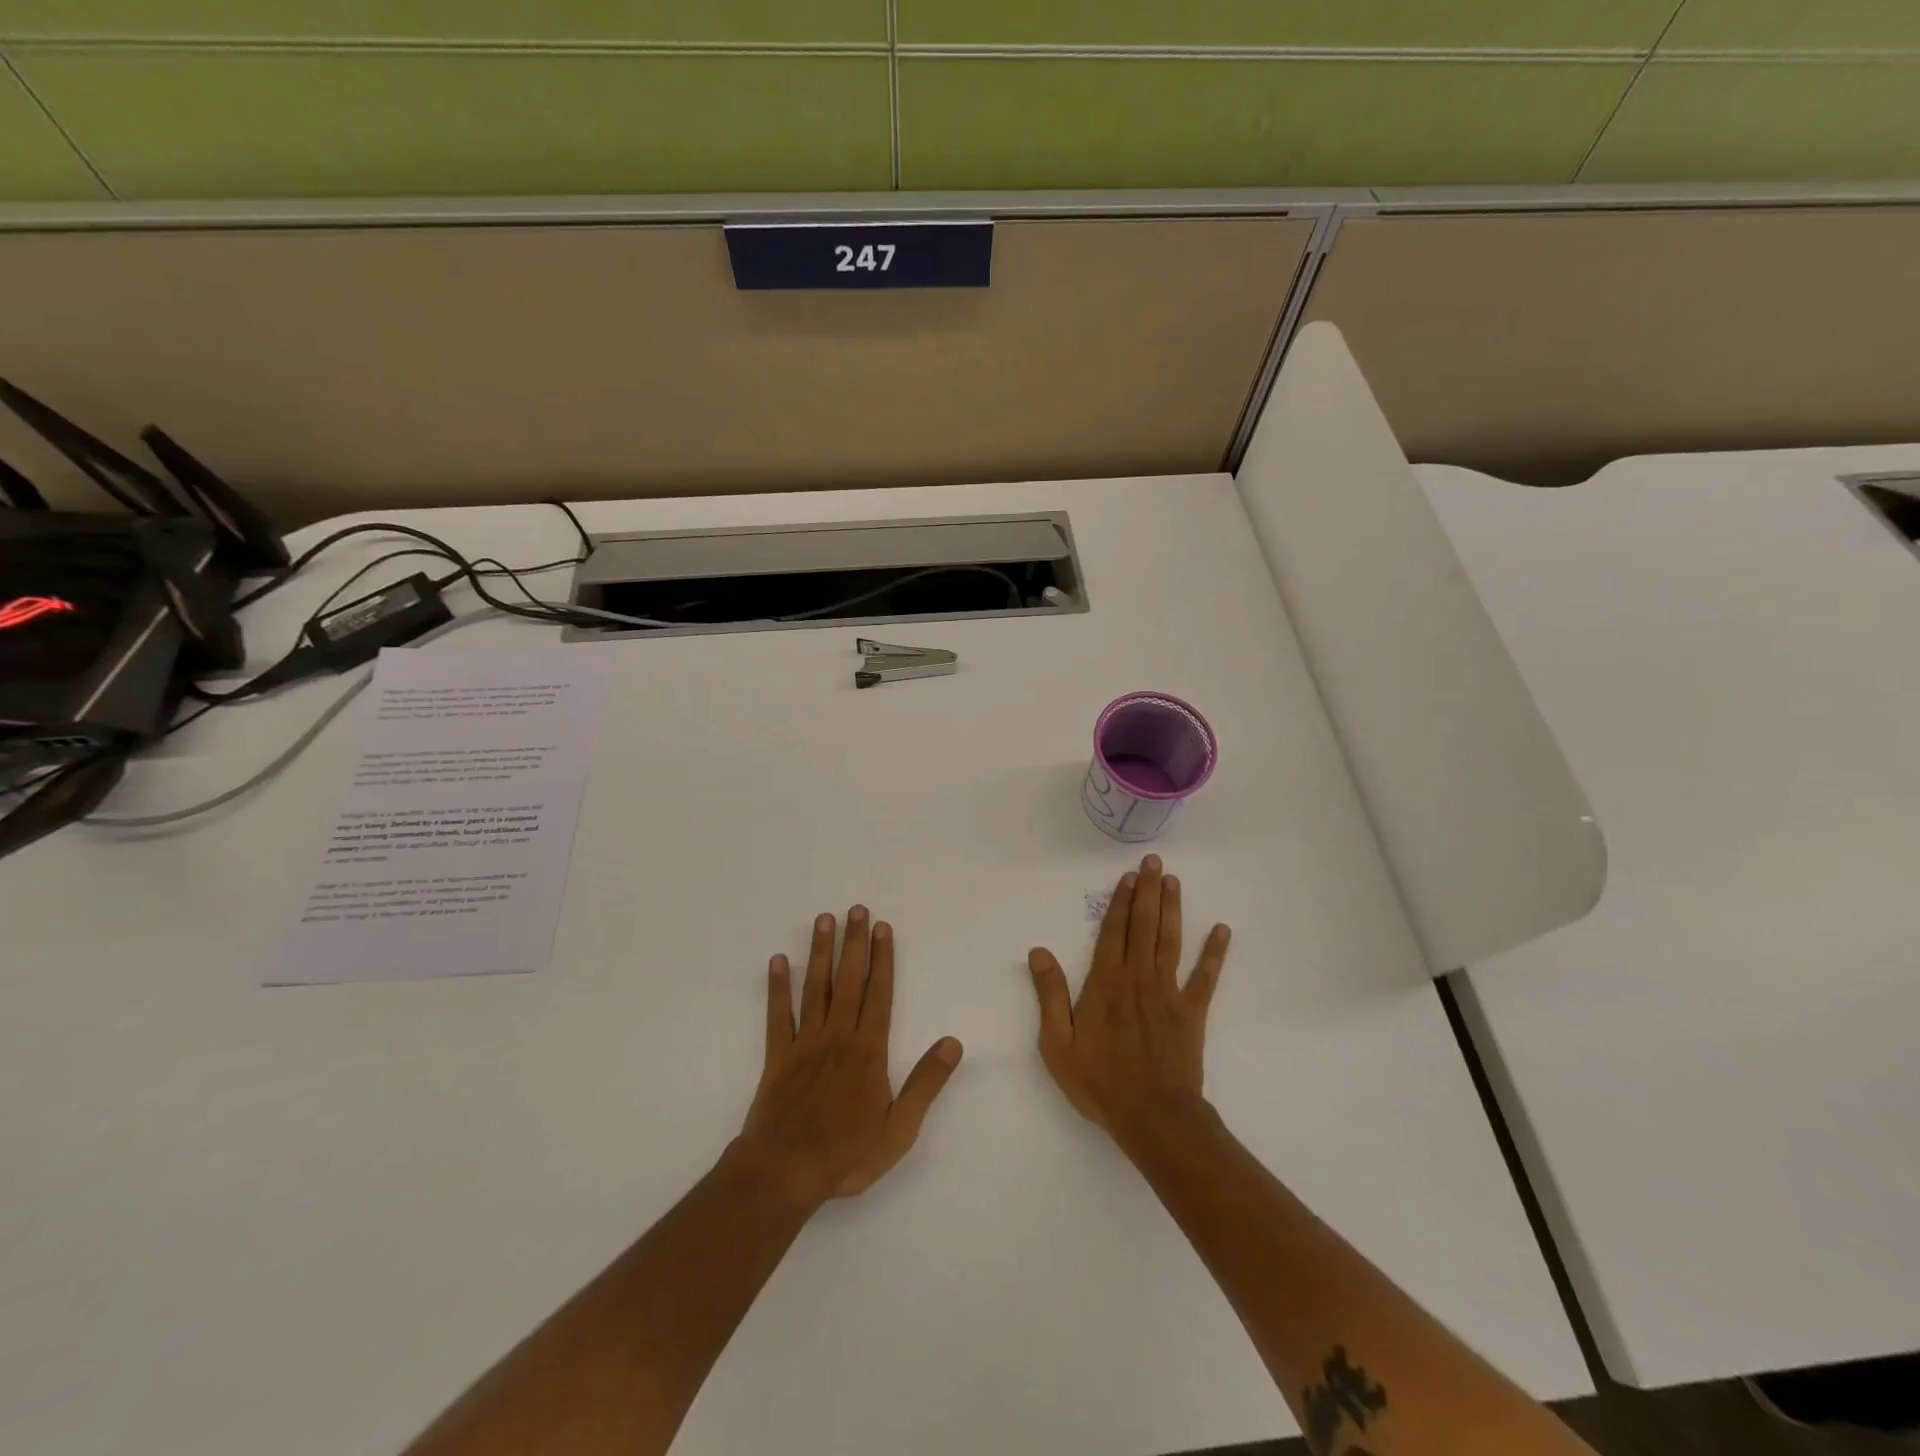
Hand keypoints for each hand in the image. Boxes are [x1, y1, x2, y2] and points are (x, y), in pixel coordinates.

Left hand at [734, 907, 962, 1209]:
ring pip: (815, 988)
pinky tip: (778, 961)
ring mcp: (805, 1043)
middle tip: (856, 909)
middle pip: (848, 981)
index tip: (883, 928)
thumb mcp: (899, 1128)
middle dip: (854, 943)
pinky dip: (777, 987)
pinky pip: (777, 1015)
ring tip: (823, 920)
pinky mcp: (777, 1057)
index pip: (880, 994)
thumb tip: (953, 1042)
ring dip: (820, 953)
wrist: (783, 1173)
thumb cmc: (846, 1154)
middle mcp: (838, 1036)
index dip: (883, 959)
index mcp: (868, 1051)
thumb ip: (926, 1083)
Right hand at [1028, 854, 1229, 1144]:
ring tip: (1175, 881)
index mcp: (1105, 982)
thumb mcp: (1057, 1043)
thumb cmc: (1100, 1080)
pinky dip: (1214, 953)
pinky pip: (1205, 977)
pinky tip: (1222, 930)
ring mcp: (1169, 993)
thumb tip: (1039, 951)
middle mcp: (1138, 977)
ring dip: (1173, 909)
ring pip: (1170, 941)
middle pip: (1143, 926)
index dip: (1121, 901)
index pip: (1113, 932)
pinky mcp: (1192, 1012)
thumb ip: (1049, 994)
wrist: (1153, 1116)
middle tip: (1155, 862)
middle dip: (1148, 891)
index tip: (1129, 876)